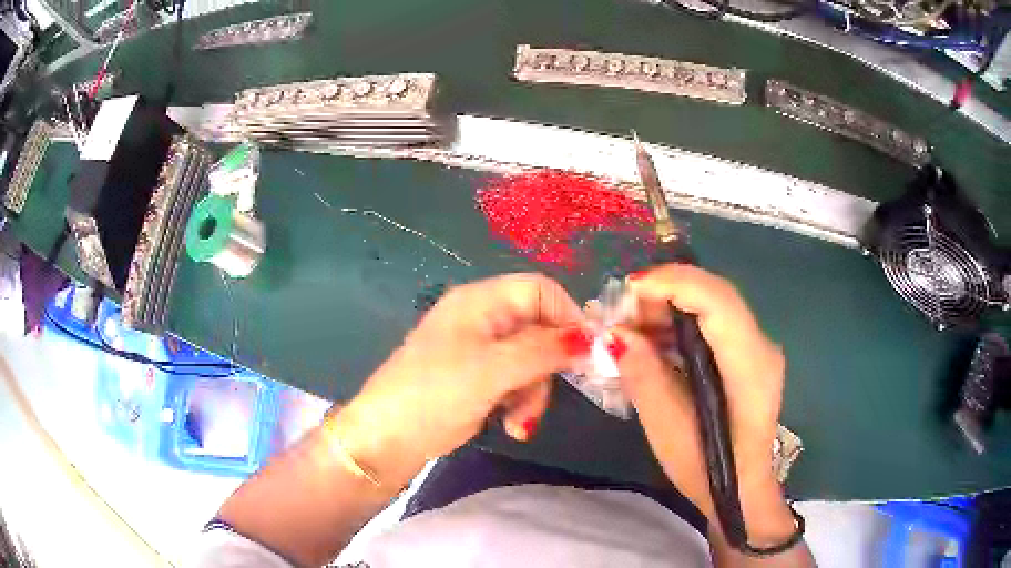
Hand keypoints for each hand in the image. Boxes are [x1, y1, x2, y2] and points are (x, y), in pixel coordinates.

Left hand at [332, 273, 588, 489]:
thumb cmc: (434, 395)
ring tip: (520, 424)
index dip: (568, 316)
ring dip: (534, 393)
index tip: (589, 353)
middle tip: (546, 397)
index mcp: (480, 301)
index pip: (539, 291)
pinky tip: (513, 427)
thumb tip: (592, 337)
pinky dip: (520, 404)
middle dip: (547, 367)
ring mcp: (479, 352)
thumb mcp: (492, 370)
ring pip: (531, 362)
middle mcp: (482, 319)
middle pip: (539, 329)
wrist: (386, 440)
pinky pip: (515, 382)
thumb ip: (543, 350)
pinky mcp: (477, 380)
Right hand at [612, 264, 794, 545]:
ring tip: (630, 328)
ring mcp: (758, 346)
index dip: (673, 284)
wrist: (741, 488)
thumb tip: (615, 333)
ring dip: (669, 306)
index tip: (627, 290)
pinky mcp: (748, 353)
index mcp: (751, 366)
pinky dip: (680, 322)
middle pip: (715, 295)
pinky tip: (653, 340)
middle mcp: (762, 345)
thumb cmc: (706, 469)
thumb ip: (644, 376)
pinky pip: (713, 321)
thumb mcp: (667, 429)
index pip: (718, 301)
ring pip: (713, 303)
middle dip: (664, 292)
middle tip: (621, 313)